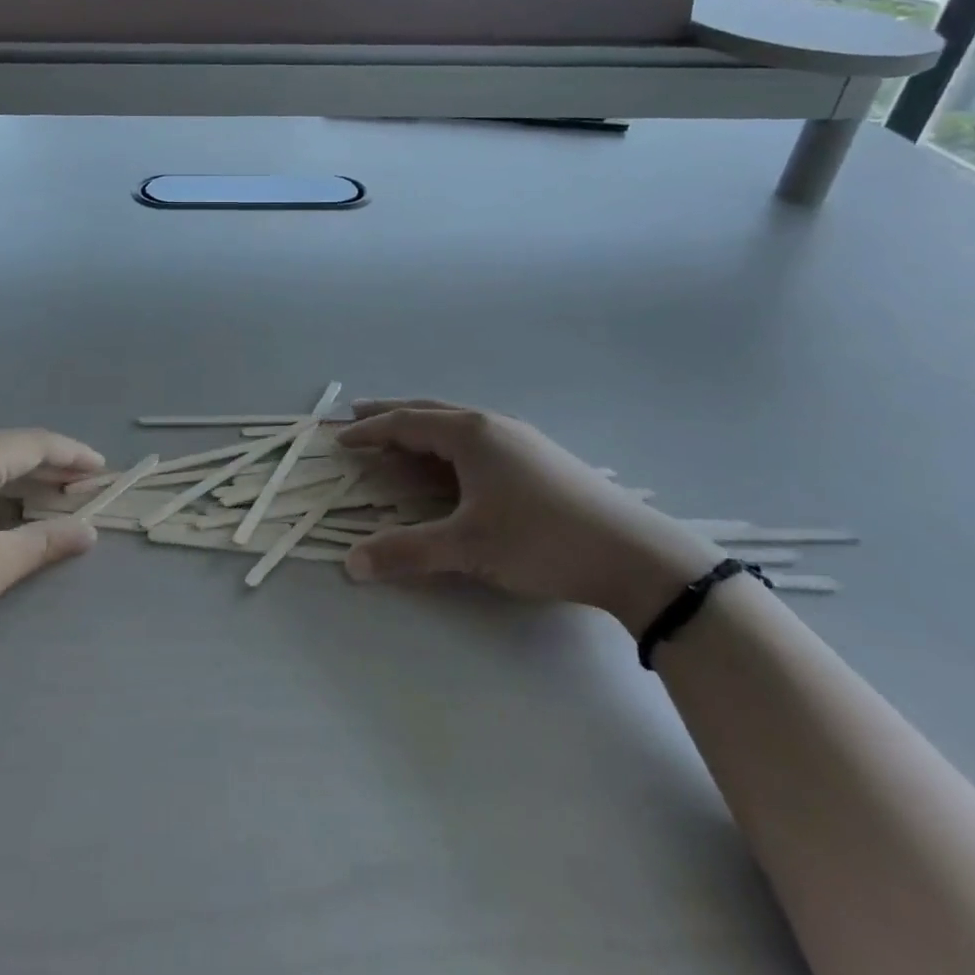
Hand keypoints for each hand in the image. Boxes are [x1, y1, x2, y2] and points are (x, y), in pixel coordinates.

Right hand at [338, 400, 722, 632]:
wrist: (635, 553)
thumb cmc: (542, 539)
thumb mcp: (468, 547)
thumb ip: (407, 552)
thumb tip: (351, 563)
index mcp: (470, 433)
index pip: (406, 423)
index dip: (370, 432)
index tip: (339, 439)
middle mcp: (492, 424)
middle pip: (429, 411)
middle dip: (391, 414)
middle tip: (359, 415)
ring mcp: (520, 437)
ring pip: (457, 423)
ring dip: (423, 426)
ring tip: (401, 435)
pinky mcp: (540, 456)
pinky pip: (478, 437)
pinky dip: (449, 442)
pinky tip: (455, 461)